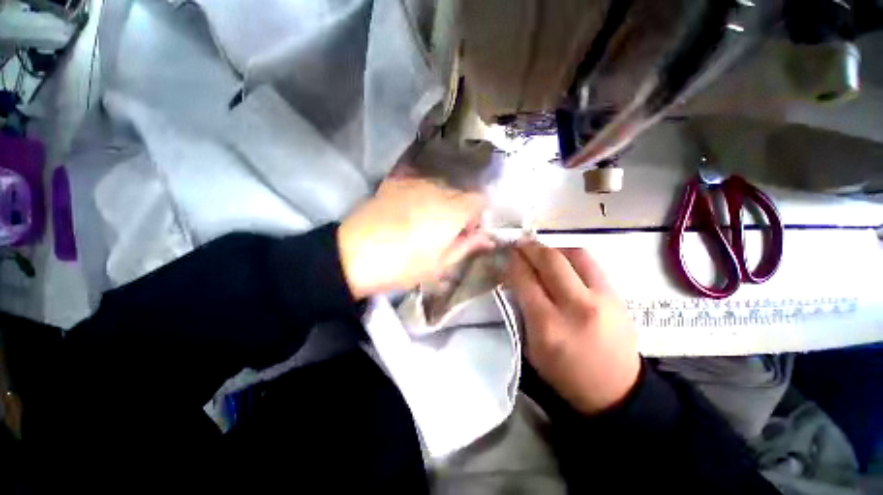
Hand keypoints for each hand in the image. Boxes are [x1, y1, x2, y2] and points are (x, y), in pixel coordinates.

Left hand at [338, 177, 493, 298]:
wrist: (353, 256)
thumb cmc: (402, 266)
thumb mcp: (440, 265)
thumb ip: (466, 246)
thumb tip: (487, 239)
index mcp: (451, 211)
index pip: (479, 200)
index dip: (478, 216)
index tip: (467, 233)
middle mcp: (436, 190)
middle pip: (460, 193)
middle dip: (460, 210)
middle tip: (446, 232)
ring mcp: (413, 184)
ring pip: (440, 188)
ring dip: (441, 203)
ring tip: (425, 223)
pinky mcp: (394, 184)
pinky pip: (418, 185)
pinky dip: (422, 197)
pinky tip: (409, 212)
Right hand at [507, 241, 639, 414]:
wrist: (616, 390)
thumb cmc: (564, 373)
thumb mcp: (531, 347)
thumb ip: (520, 310)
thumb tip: (513, 279)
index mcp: (548, 325)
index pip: (525, 280)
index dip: (513, 263)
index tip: (506, 256)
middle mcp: (575, 306)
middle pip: (550, 260)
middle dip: (530, 248)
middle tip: (519, 245)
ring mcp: (601, 298)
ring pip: (574, 254)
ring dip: (552, 248)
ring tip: (541, 253)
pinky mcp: (617, 295)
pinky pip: (591, 262)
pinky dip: (571, 256)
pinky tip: (563, 262)